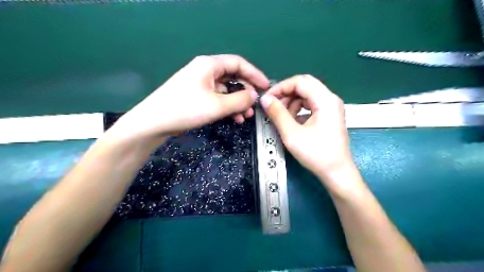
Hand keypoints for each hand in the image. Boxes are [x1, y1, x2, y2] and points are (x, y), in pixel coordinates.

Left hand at [107, 54, 269, 140]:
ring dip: (238, 102)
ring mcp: (200, 84)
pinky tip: (235, 118)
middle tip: (256, 104)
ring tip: (247, 116)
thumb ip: (240, 99)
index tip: (266, 86)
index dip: (255, 74)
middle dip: (247, 91)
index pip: (238, 63)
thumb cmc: (186, 109)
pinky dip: (228, 107)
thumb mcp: (217, 105)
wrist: (154, 123)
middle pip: (233, 76)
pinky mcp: (197, 96)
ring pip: (227, 90)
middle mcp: (205, 71)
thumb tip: (255, 95)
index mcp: (209, 65)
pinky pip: (218, 98)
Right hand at [259, 75, 353, 183]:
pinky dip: (298, 110)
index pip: (300, 82)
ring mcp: (331, 107)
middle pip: (304, 85)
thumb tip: (265, 99)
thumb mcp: (292, 134)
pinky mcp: (329, 116)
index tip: (267, 98)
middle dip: (286, 93)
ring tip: (281, 117)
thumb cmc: (316, 154)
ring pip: (307, 95)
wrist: (336, 173)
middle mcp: (330, 99)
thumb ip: (277, 114)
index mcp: (325, 100)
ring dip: (291, 102)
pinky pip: (310, 105)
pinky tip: (291, 122)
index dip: (281, 87)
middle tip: (272, 105)